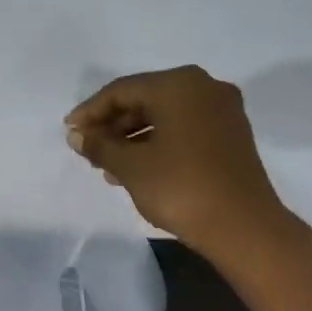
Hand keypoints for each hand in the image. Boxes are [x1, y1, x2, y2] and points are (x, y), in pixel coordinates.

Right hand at [65, 65, 295, 262]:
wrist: (242, 225)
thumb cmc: (181, 188)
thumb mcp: (131, 167)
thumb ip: (99, 145)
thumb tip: (76, 134)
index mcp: (178, 85)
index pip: (122, 90)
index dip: (90, 111)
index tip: (69, 132)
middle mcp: (204, 87)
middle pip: (145, 99)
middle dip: (112, 126)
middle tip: (88, 151)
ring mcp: (222, 111)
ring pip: (164, 116)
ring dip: (132, 138)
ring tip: (107, 166)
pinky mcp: (230, 135)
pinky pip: (184, 129)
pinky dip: (157, 143)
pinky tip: (137, 169)